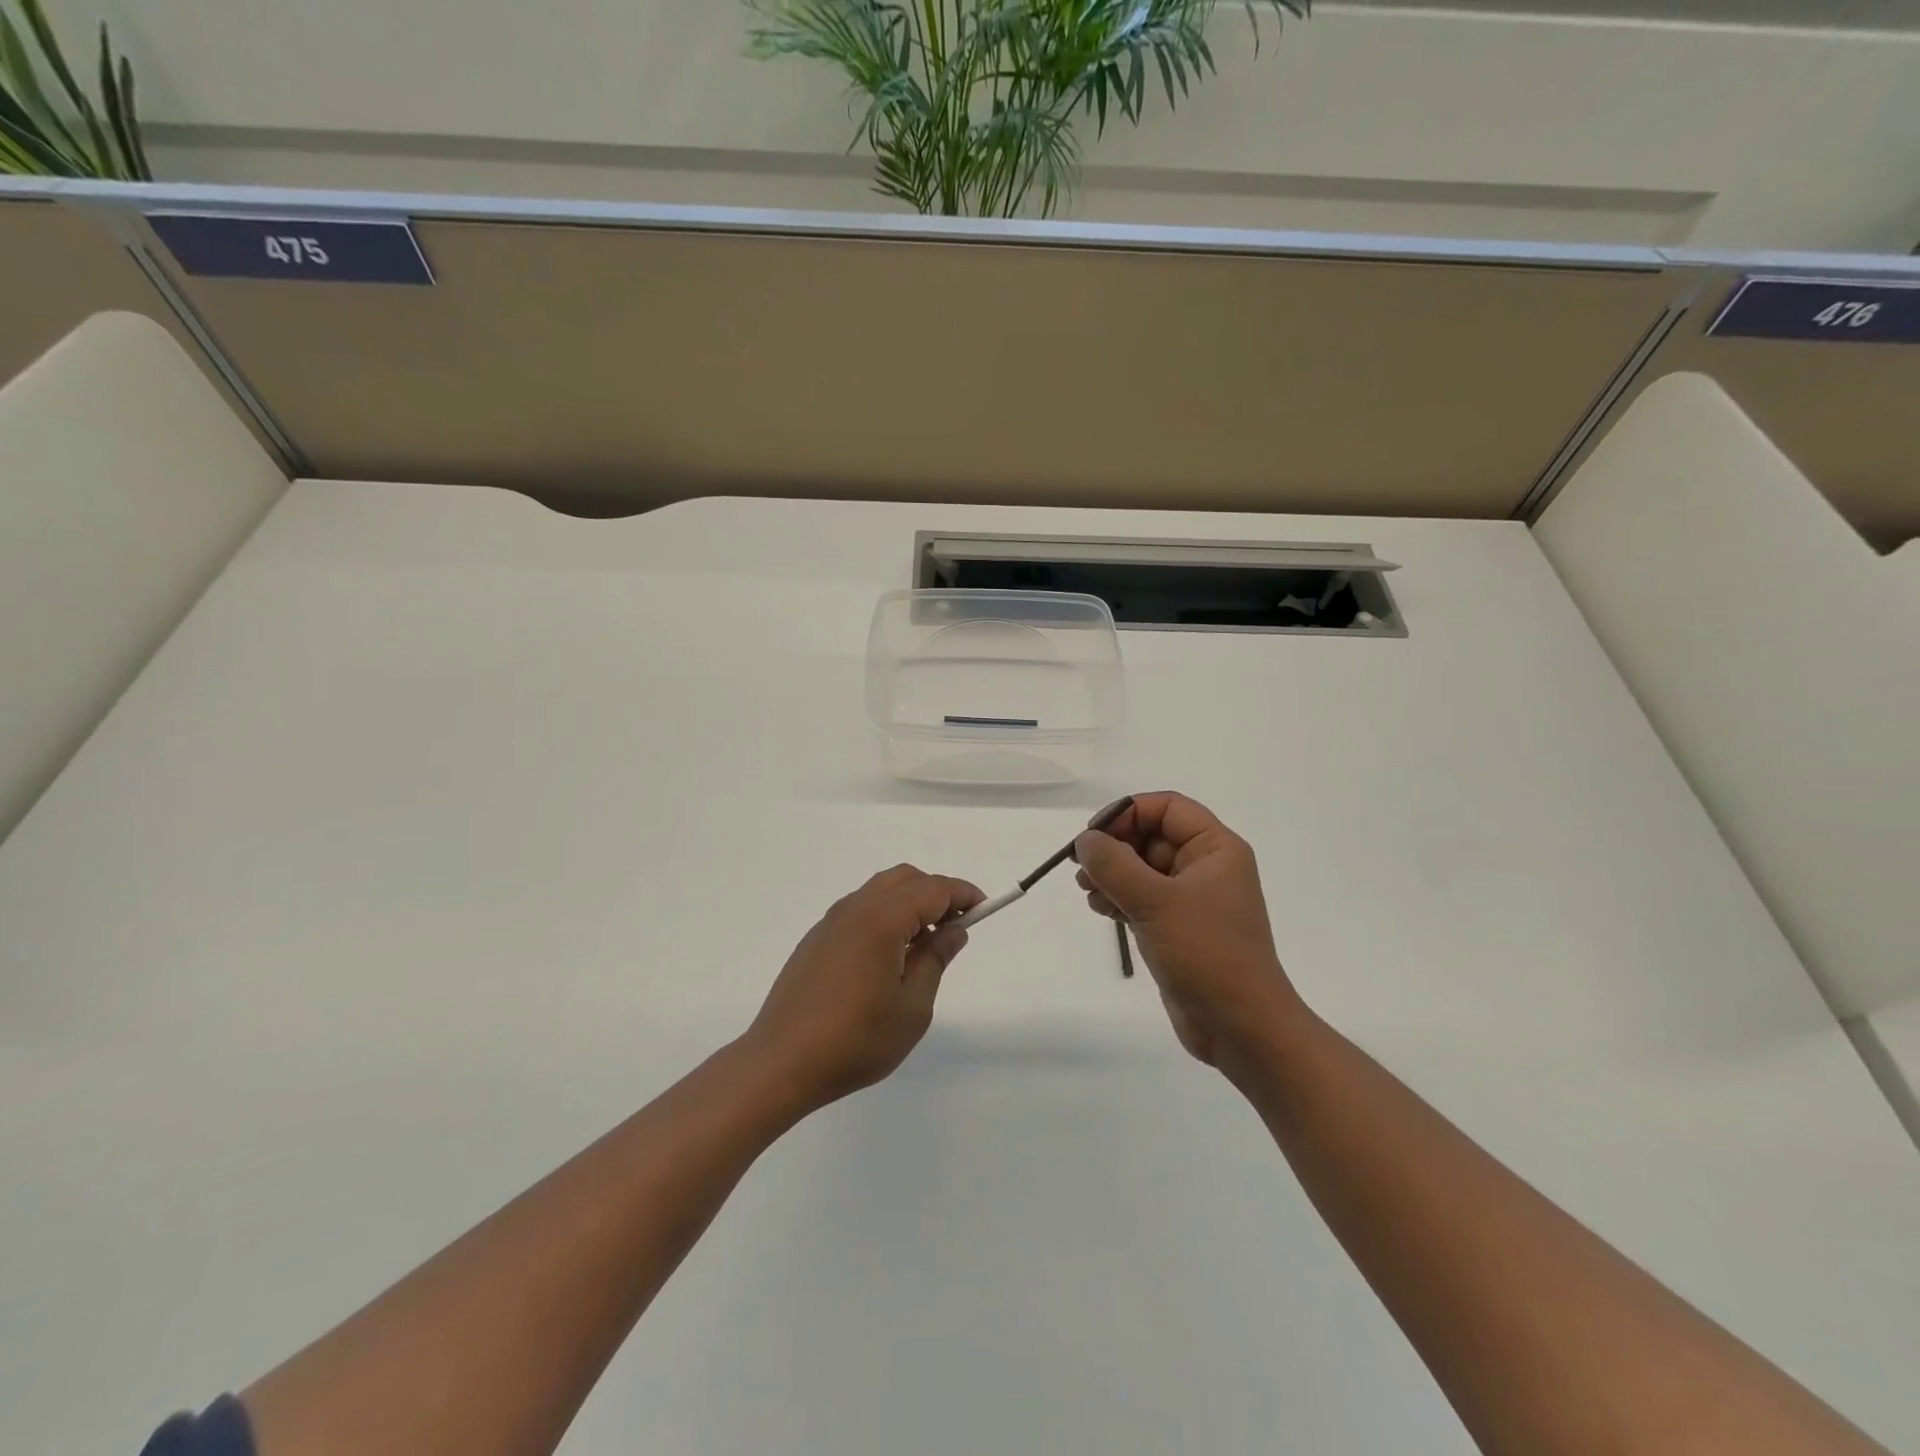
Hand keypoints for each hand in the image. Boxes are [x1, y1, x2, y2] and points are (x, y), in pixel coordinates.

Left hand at [743, 865, 983, 1112]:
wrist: (781, 1063)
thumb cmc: (855, 1039)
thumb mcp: (912, 1008)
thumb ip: (935, 960)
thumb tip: (953, 930)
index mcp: (881, 919)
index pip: (933, 889)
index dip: (962, 894)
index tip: (984, 909)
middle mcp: (854, 908)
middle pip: (905, 879)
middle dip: (936, 893)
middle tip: (956, 926)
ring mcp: (830, 922)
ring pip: (880, 891)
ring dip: (909, 903)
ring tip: (925, 943)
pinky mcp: (816, 939)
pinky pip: (860, 910)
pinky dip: (885, 915)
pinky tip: (889, 955)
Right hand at [1075, 793, 1302, 1072]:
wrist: (1241, 1028)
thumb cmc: (1207, 954)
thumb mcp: (1156, 902)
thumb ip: (1114, 865)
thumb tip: (1085, 841)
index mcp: (1215, 849)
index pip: (1167, 807)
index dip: (1127, 813)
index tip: (1093, 836)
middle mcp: (1206, 867)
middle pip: (1151, 836)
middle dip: (1114, 847)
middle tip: (1081, 868)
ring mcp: (1191, 899)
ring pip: (1142, 868)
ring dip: (1111, 874)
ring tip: (1087, 891)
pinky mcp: (1177, 928)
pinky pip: (1142, 898)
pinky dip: (1118, 897)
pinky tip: (1100, 909)